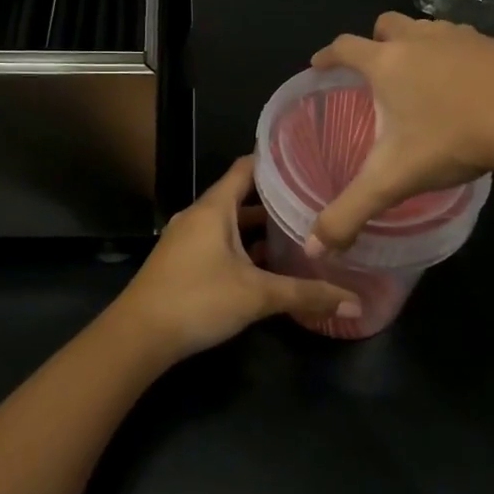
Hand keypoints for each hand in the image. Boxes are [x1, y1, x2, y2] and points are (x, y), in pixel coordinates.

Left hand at [115, 158, 362, 361]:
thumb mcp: (257, 296)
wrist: (138, 336)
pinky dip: (242, 246)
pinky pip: (218, 241)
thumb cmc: (198, 300)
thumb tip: (355, 304)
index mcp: (214, 207)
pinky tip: (266, 265)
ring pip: (229, 223)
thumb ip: (306, 295)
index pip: (246, 167)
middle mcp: (199, 215)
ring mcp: (187, 238)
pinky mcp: (182, 261)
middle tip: (313, 199)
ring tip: (297, 231)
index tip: (307, 158)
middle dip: (274, 198)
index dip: (274, 160)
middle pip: (240, 196)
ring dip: (258, 227)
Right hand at [308, 12, 493, 252]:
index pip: (344, 48)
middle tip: (375, 69)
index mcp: (387, 63)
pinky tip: (467, 84)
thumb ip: (350, 212)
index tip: (319, 65)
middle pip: (387, 24)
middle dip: (375, 41)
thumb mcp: (393, 180)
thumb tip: (314, 249)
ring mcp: (461, 37)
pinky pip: (464, 41)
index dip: (326, 56)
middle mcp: (419, 40)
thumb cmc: (453, 138)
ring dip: (417, 43)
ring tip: (421, 75)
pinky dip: (456, 55)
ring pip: (428, 28)